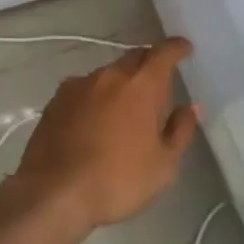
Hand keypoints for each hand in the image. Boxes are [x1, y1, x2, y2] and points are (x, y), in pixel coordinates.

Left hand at [14, 39, 198, 231]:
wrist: (52, 195)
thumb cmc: (117, 180)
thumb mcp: (163, 165)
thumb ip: (180, 131)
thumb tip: (190, 108)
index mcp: (141, 86)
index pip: (163, 53)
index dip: (176, 48)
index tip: (185, 48)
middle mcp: (110, 76)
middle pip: (134, 57)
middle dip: (149, 63)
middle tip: (158, 81)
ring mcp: (78, 86)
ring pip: (108, 73)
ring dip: (121, 82)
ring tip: (124, 106)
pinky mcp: (55, 101)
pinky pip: (84, 89)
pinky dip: (95, 96)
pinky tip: (94, 118)